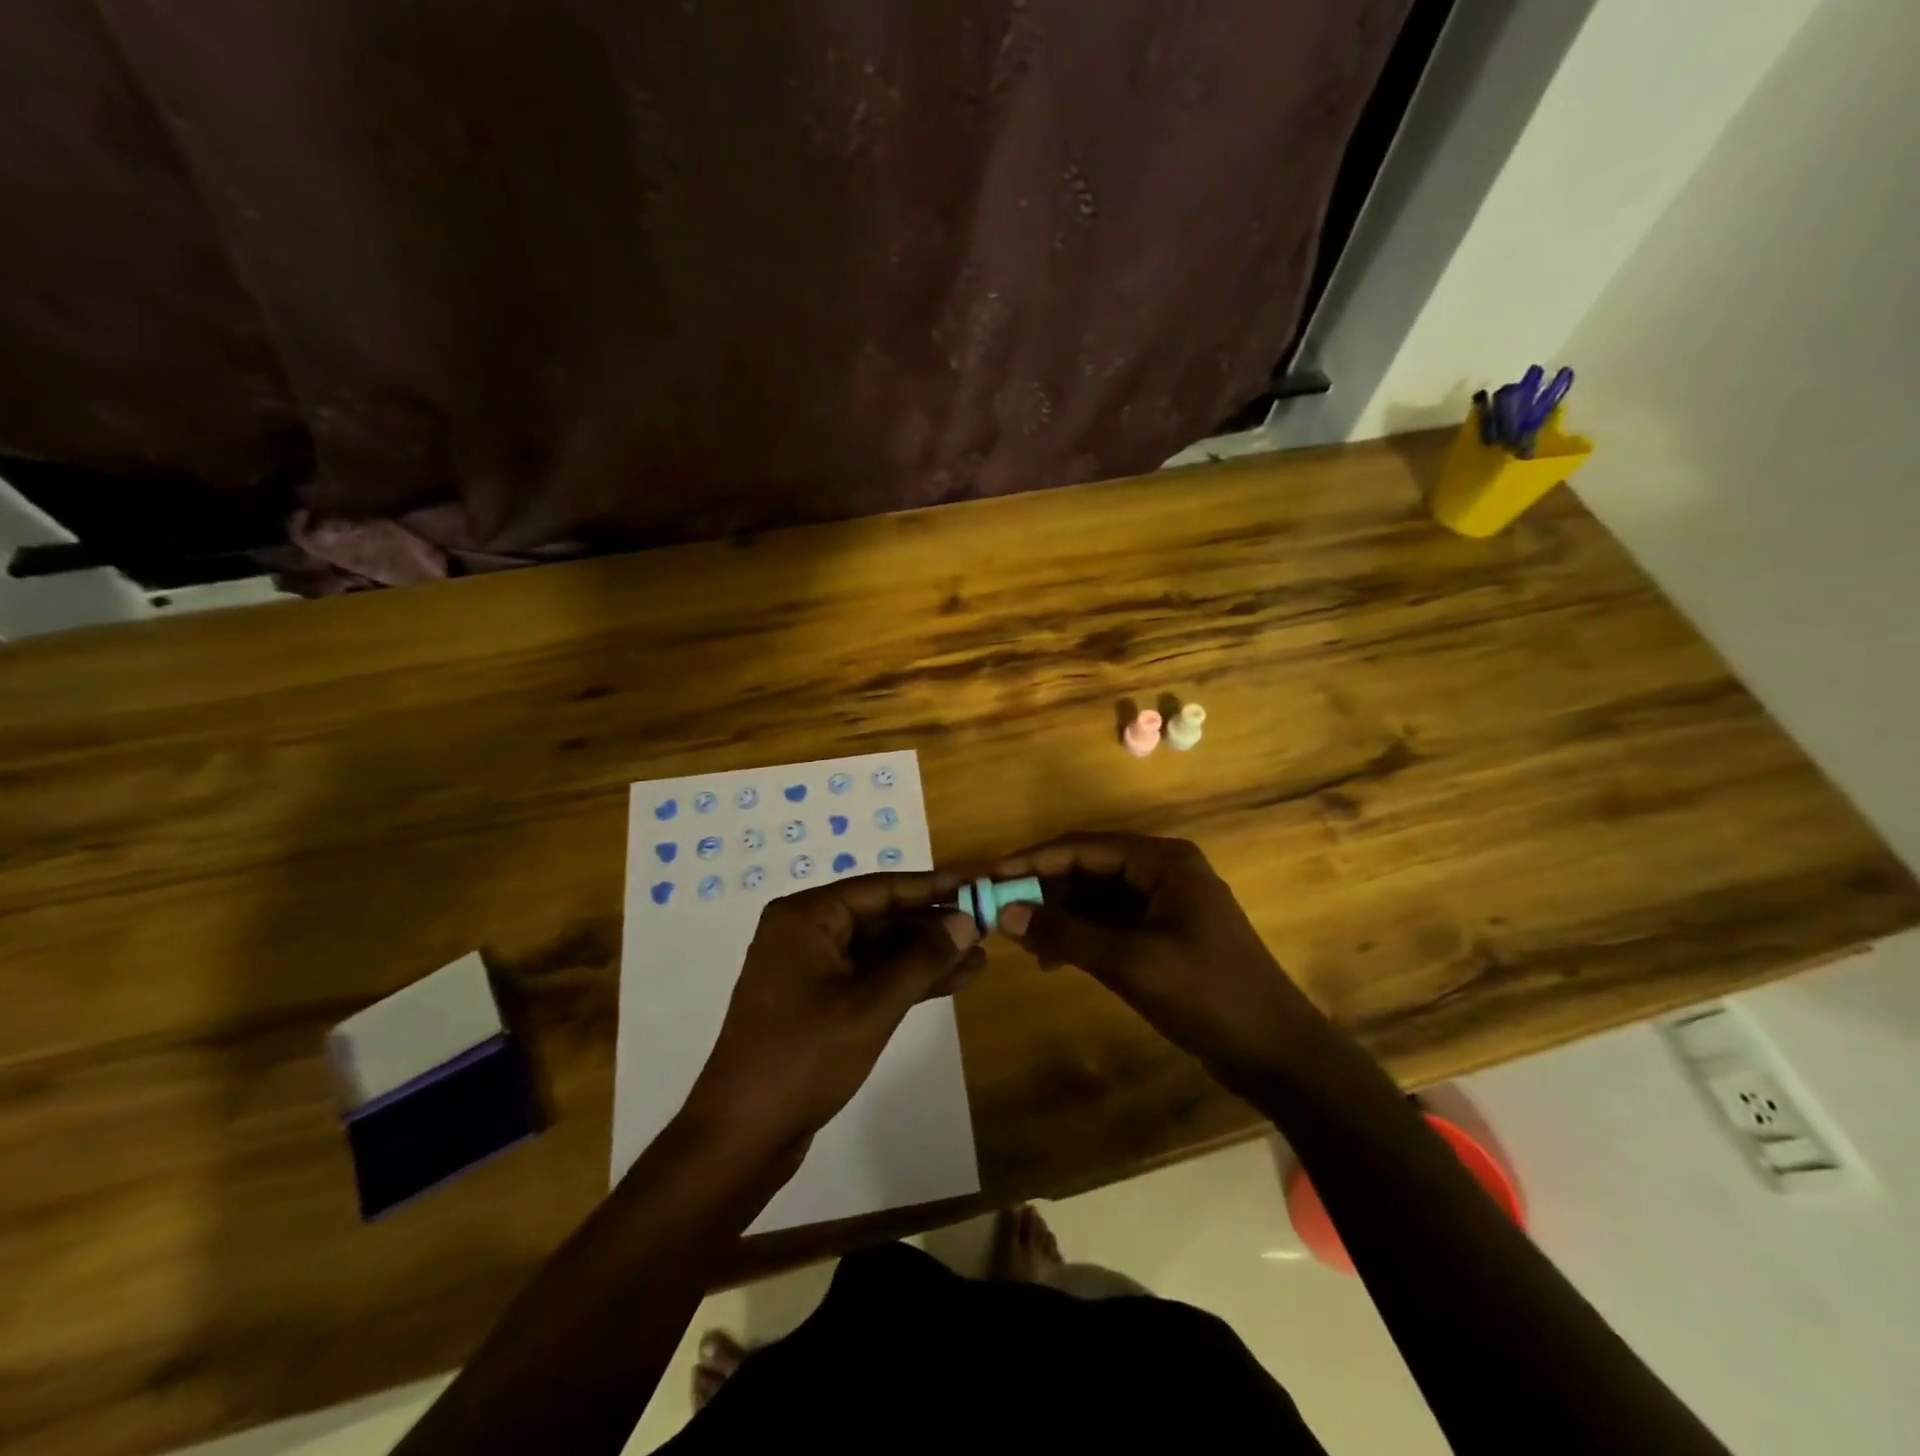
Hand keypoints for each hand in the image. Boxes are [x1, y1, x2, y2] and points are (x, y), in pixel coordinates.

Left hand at [684, 872, 982, 1160]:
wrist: (742, 1135)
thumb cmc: (804, 1057)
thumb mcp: (872, 1006)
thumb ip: (922, 960)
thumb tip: (966, 922)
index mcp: (806, 917)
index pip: (880, 889)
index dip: (931, 887)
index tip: (974, 883)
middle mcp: (805, 932)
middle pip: (880, 917)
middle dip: (932, 926)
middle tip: (985, 927)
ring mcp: (810, 969)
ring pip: (878, 950)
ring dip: (925, 956)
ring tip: (979, 959)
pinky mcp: (817, 1001)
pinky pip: (868, 977)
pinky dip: (905, 981)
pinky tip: (950, 982)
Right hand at [992, 833, 1313, 1086]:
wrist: (1276, 1053)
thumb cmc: (1208, 996)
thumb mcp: (1131, 963)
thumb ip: (1066, 934)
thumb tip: (1005, 913)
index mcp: (1163, 861)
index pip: (1083, 847)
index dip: (1034, 860)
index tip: (990, 876)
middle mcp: (1163, 871)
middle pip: (1088, 869)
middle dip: (1045, 890)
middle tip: (1000, 913)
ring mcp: (1165, 903)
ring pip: (1097, 898)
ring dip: (1061, 916)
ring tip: (1024, 943)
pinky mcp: (1164, 934)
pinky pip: (1111, 923)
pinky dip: (1082, 936)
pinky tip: (1054, 960)